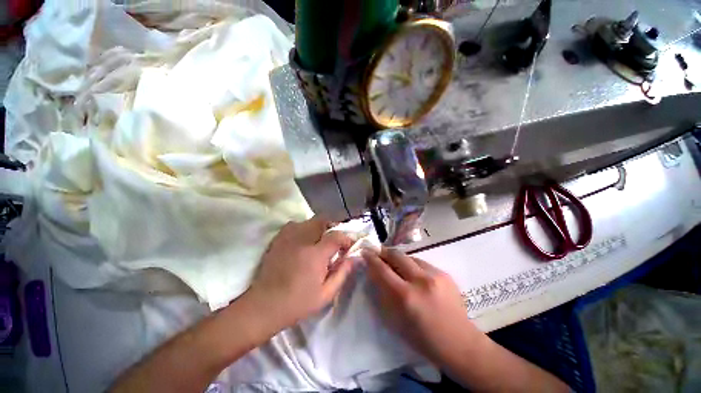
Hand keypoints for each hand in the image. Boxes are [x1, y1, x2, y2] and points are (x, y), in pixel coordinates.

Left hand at [246, 217, 354, 331]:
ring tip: (321, 240)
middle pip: (322, 221)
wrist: (264, 306)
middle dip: (332, 227)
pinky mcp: (278, 239)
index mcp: (315, 254)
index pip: (336, 236)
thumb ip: (342, 273)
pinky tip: (304, 241)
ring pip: (308, 221)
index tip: (349, 246)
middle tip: (335, 240)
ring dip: (318, 227)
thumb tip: (354, 258)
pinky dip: (303, 228)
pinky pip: (294, 225)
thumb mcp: (326, 294)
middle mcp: (302, 240)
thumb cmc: (298, 303)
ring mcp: (288, 237)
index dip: (346, 238)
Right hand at [364, 248, 484, 365]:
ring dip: (399, 259)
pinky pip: (422, 263)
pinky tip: (413, 273)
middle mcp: (420, 280)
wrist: (459, 343)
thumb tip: (375, 274)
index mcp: (406, 296)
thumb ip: (383, 294)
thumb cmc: (423, 338)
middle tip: (378, 253)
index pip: (382, 269)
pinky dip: (413, 265)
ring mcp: (435, 275)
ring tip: (396, 265)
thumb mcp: (395, 321)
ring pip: (410, 256)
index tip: (365, 251)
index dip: (371, 258)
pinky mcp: (445, 273)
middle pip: (397, 255)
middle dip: (385, 252)